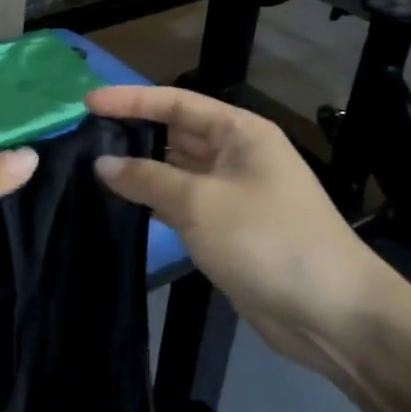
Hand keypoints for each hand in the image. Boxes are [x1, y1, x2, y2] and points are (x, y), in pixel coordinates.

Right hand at [85, 85, 404, 375]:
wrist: (329, 311)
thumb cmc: (266, 240)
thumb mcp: (200, 203)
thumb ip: (147, 179)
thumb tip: (102, 163)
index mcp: (240, 133)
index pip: (176, 103)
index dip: (131, 100)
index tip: (87, 103)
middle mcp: (236, 155)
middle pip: (175, 133)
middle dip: (132, 132)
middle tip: (80, 137)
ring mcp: (231, 193)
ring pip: (175, 170)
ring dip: (138, 169)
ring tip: (88, 167)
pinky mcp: (226, 229)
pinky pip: (181, 203)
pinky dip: (153, 201)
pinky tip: (120, 204)